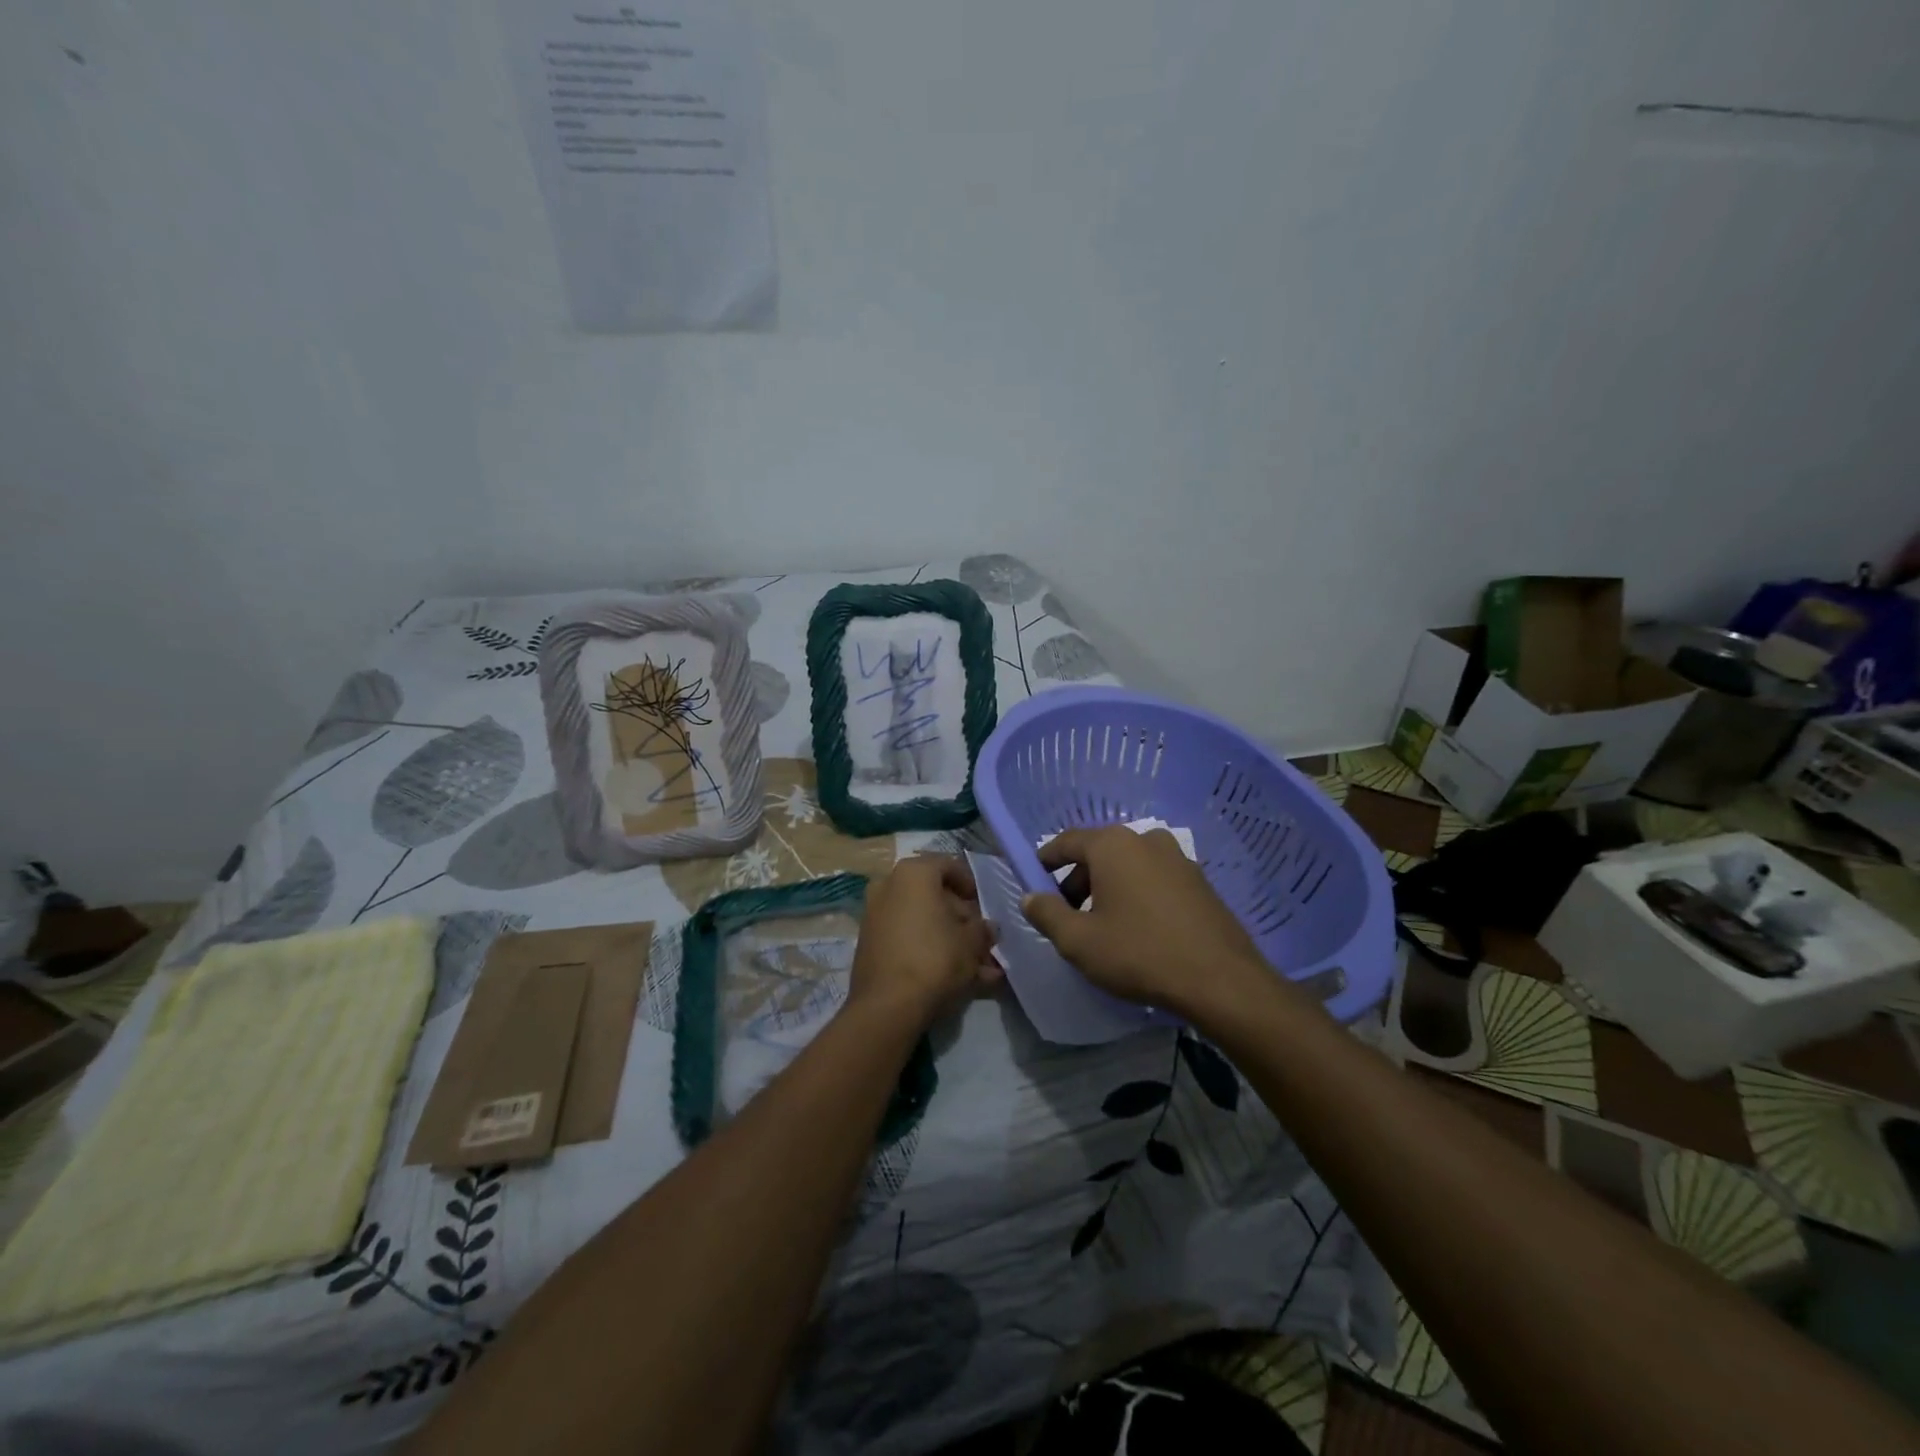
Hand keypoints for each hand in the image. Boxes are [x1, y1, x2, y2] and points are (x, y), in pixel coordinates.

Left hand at [850, 856, 1001, 1026]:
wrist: (887, 1006)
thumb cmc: (935, 959)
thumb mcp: (972, 942)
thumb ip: (983, 929)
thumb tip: (988, 928)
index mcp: (914, 873)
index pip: (949, 865)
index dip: (971, 884)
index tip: (984, 906)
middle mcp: (888, 885)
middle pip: (934, 895)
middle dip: (961, 919)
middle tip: (982, 940)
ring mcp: (874, 915)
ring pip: (922, 921)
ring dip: (949, 940)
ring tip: (978, 968)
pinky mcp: (869, 943)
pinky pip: (907, 939)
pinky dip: (929, 951)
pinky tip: (956, 979)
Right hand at [1022, 826, 1272, 1018]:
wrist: (1221, 981)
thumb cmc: (1139, 954)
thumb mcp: (1078, 941)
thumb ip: (1047, 914)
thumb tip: (1030, 897)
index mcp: (1113, 845)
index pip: (1067, 841)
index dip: (1045, 860)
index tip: (1034, 881)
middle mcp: (1146, 839)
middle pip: (1098, 852)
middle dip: (1078, 879)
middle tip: (1068, 914)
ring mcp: (1178, 858)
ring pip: (1128, 865)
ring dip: (1109, 887)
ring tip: (1103, 924)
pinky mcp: (1200, 880)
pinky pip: (1155, 878)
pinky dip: (1138, 893)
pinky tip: (1139, 928)